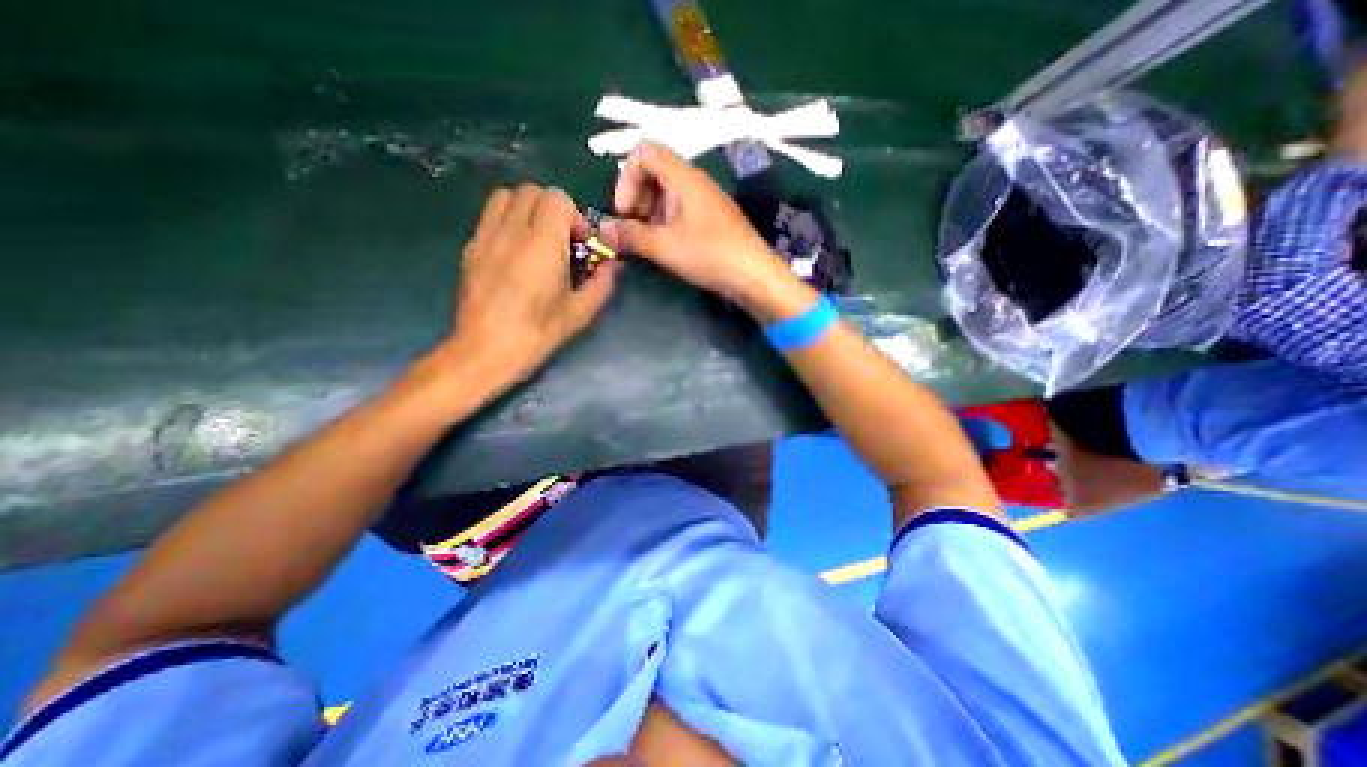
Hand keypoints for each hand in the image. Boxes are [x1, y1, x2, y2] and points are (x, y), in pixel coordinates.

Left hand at [432, 184, 620, 390]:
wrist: (484, 350)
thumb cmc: (537, 333)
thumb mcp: (579, 312)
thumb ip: (602, 283)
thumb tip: (614, 264)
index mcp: (542, 243)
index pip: (556, 198)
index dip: (574, 216)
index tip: (580, 244)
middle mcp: (511, 230)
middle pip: (532, 191)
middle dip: (553, 209)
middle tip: (562, 240)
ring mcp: (485, 236)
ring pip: (506, 196)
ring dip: (527, 209)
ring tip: (537, 239)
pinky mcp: (470, 247)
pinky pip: (490, 216)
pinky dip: (507, 221)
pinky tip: (515, 252)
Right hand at [600, 144, 801, 314]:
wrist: (754, 275)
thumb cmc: (710, 255)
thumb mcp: (664, 247)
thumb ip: (630, 236)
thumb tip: (603, 229)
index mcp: (683, 177)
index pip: (644, 152)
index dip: (626, 178)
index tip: (624, 212)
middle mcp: (695, 181)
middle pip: (654, 171)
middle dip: (636, 197)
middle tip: (633, 229)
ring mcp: (706, 199)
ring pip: (667, 192)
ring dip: (649, 213)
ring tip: (647, 241)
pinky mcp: (712, 217)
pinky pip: (681, 208)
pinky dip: (666, 221)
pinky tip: (666, 246)